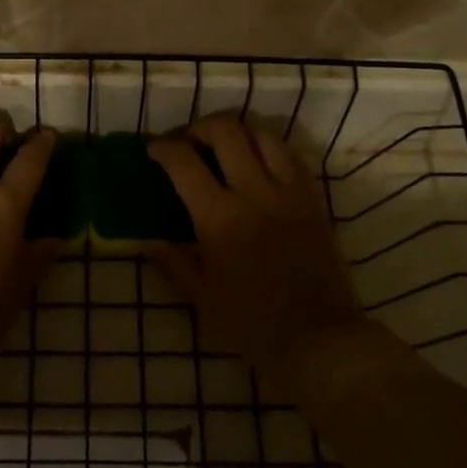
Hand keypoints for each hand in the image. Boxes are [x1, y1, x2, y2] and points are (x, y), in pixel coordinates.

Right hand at [147, 114, 365, 381]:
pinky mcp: (314, 199)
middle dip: (199, 127)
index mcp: (219, 218)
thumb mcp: (202, 297)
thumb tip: (147, 240)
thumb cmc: (252, 324)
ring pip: (262, 133)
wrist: (319, 340)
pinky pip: (290, 156)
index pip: (183, 162)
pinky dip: (268, 148)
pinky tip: (258, 164)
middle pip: (226, 130)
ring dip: (237, 131)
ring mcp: (289, 192)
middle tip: (189, 143)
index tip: (154, 150)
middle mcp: (254, 193)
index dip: (163, 148)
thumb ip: (173, 260)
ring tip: (225, 147)